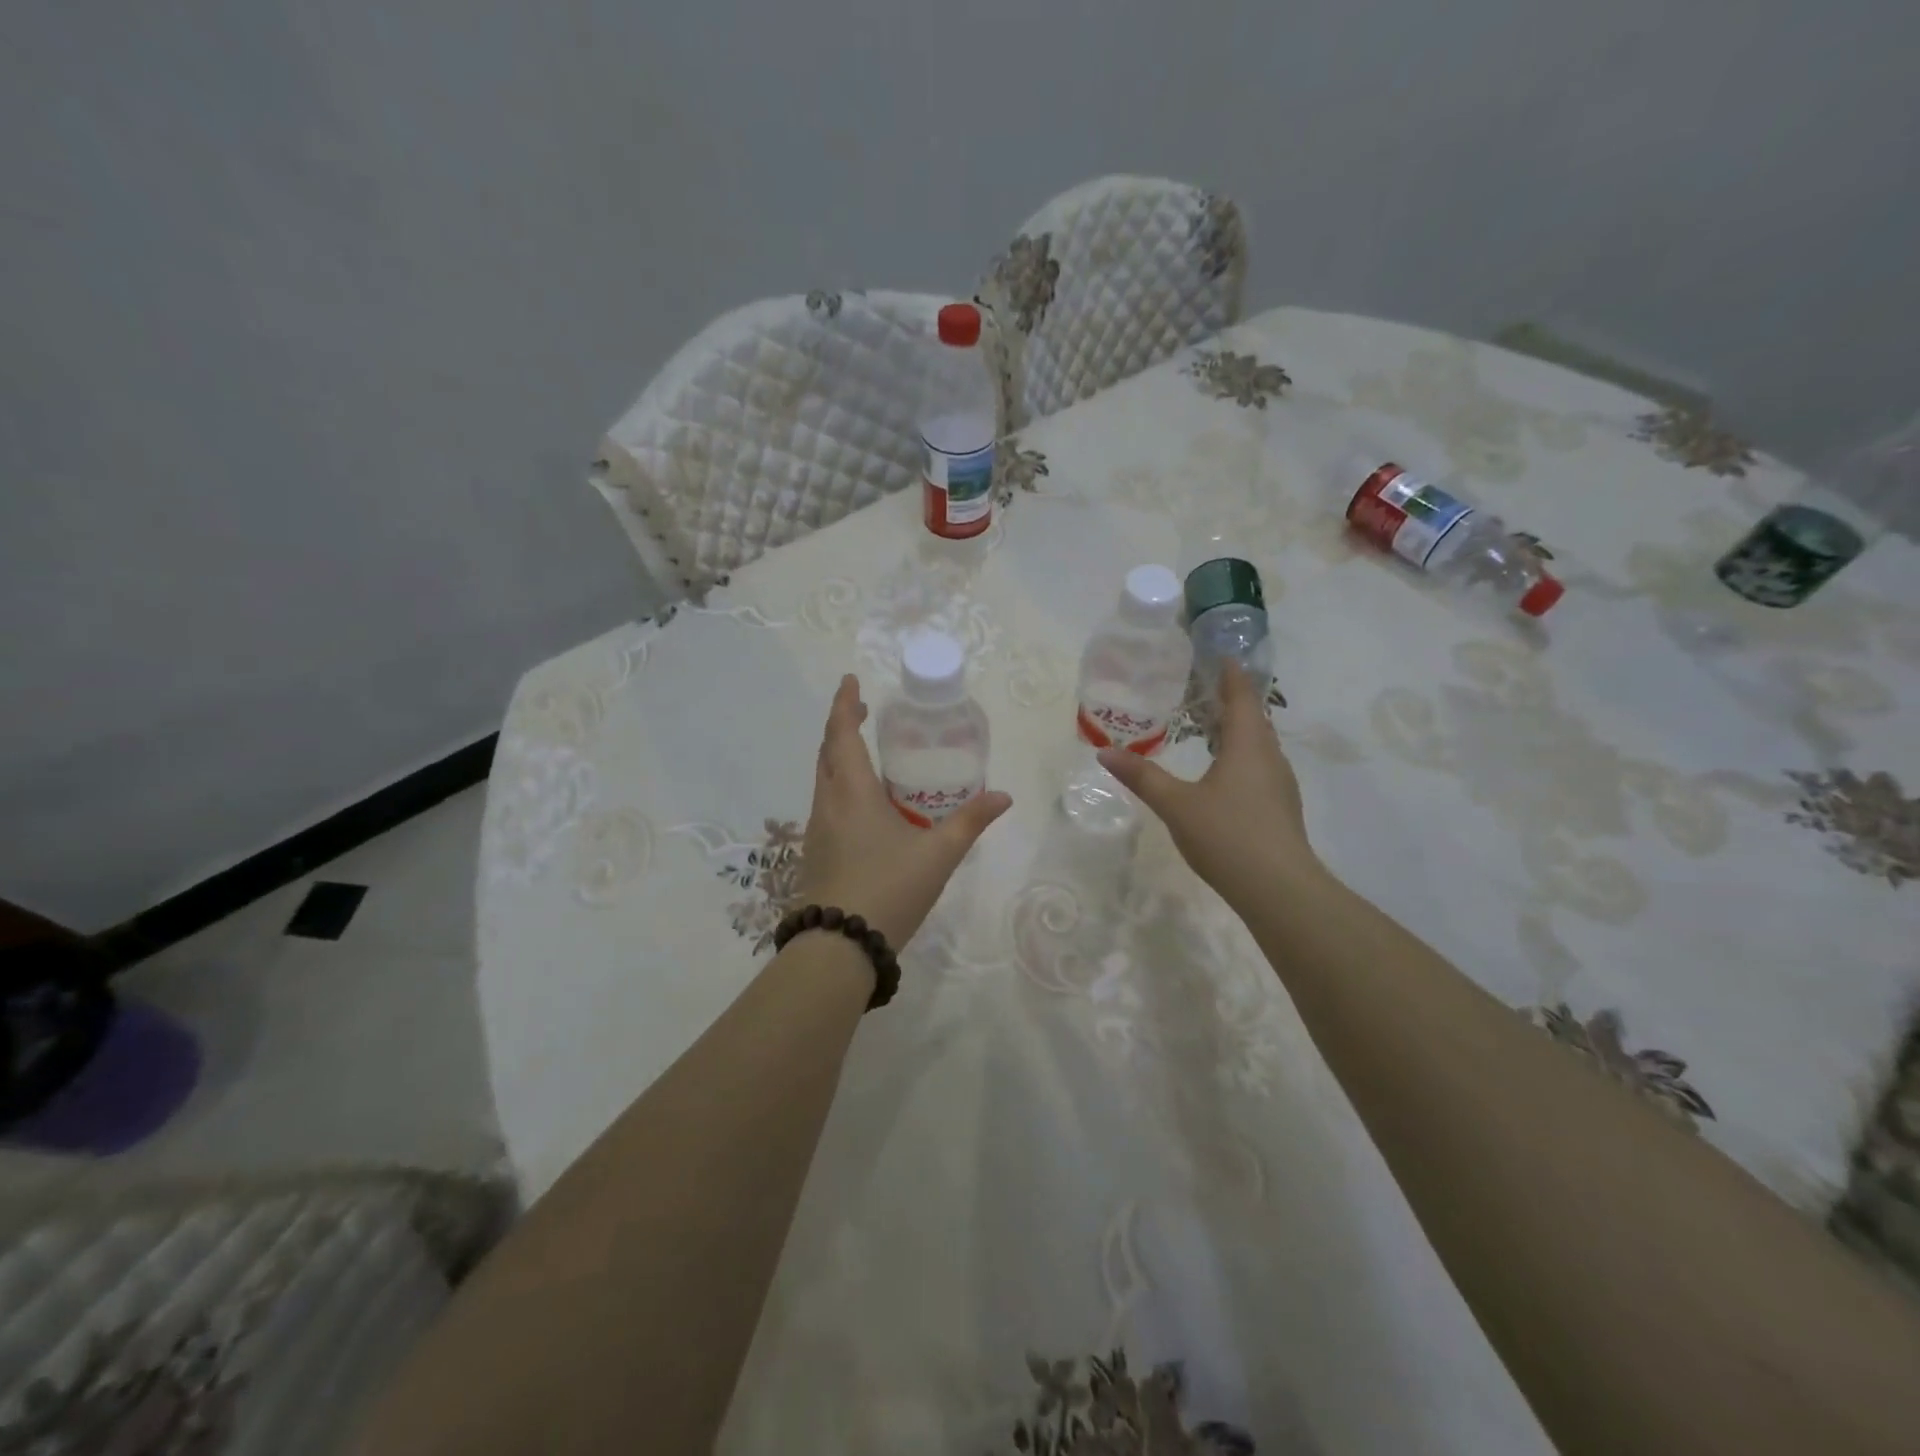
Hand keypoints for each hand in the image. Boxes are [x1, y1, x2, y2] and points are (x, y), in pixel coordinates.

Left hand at [798, 675, 1011, 949]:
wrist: (839, 947)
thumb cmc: (889, 889)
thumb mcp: (938, 855)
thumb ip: (970, 822)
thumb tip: (1003, 796)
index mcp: (853, 793)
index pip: (843, 734)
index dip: (846, 705)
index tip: (851, 681)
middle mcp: (828, 803)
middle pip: (827, 752)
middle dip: (842, 726)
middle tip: (864, 712)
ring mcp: (817, 830)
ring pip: (823, 778)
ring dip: (838, 756)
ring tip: (866, 752)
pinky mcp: (816, 852)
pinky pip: (825, 803)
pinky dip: (839, 784)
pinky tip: (863, 804)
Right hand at [1099, 663, 1318, 909]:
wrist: (1278, 889)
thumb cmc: (1227, 835)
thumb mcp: (1176, 804)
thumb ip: (1142, 776)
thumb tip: (1105, 752)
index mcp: (1247, 745)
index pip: (1242, 696)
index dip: (1231, 674)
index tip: (1220, 655)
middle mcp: (1269, 757)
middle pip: (1253, 718)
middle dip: (1231, 700)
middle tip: (1201, 689)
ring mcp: (1279, 784)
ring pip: (1258, 744)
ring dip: (1236, 730)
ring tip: (1207, 726)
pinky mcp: (1280, 807)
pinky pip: (1259, 766)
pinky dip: (1240, 755)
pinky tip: (1222, 773)